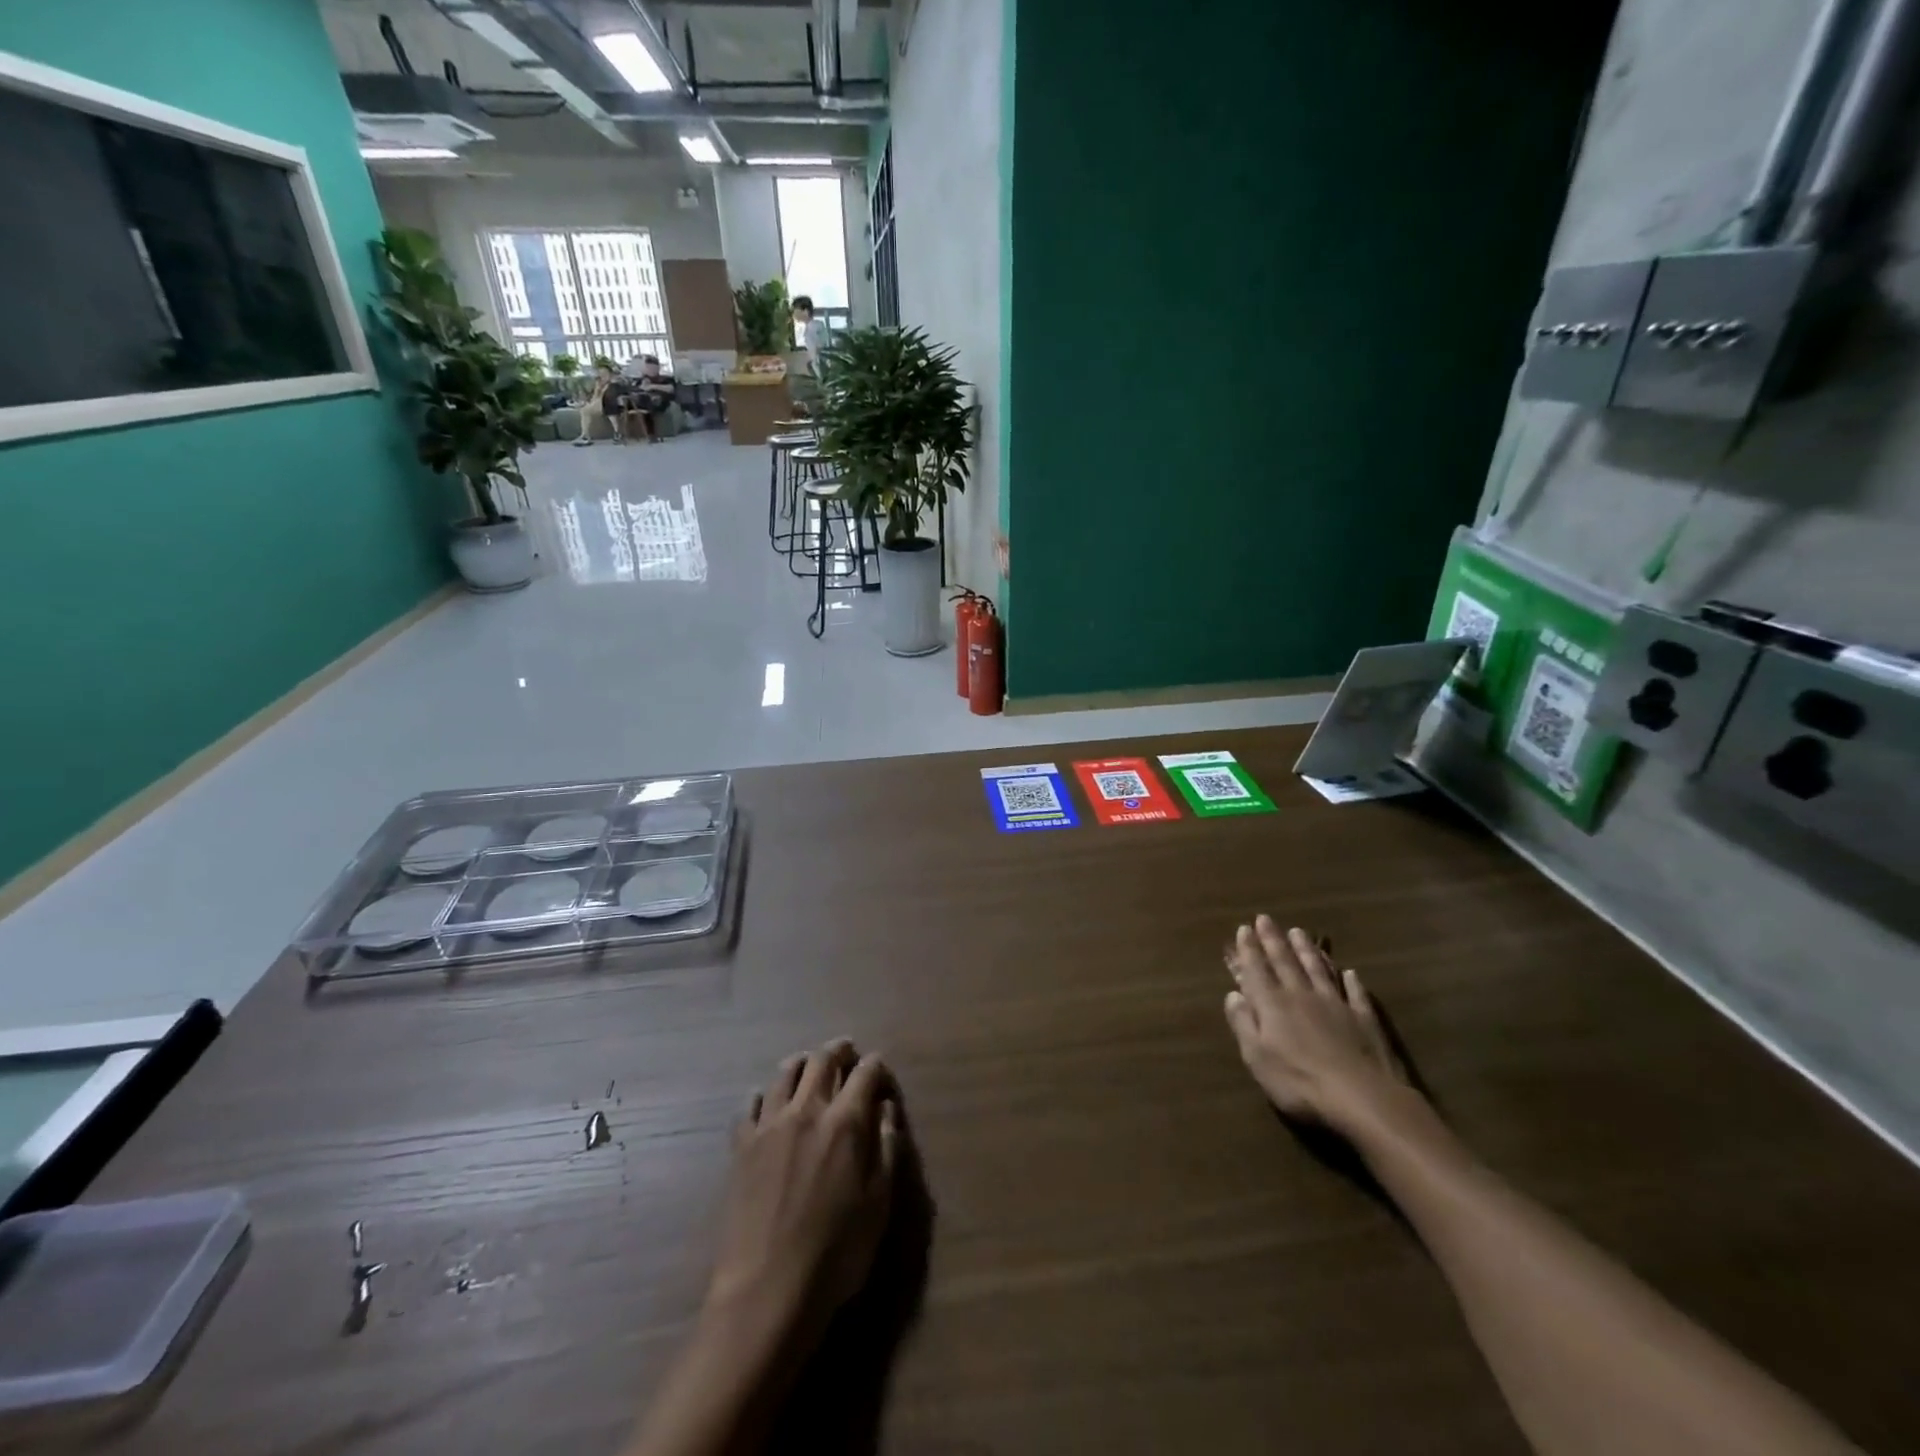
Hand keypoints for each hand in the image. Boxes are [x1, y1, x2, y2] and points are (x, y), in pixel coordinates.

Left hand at [709, 1040, 900, 1337]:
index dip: (875, 1065)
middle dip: (837, 1050)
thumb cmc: (835, 1254)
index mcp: (845, 1123)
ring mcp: (769, 1126)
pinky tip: (764, 1101)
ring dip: (801, 1063)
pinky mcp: (741, 1147)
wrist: (766, 1291)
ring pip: (784, 1074)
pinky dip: (761, 1095)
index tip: (879, 1065)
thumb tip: (886, 1108)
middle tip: (845, 1050)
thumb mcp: (878, 1205)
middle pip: (821, 1061)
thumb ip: (886, 1149)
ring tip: (807, 1064)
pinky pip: (749, 1105)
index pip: (864, 1074)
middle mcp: (807, 1111)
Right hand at [1223, 916, 1409, 1136]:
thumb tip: (1233, 994)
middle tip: (1266, 918)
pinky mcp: (1364, 1020)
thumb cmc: (1300, 1083)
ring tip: (1299, 932)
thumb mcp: (1257, 1058)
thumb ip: (1244, 1024)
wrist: (1364, 1100)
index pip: (1256, 970)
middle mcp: (1302, 996)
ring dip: (1307, 950)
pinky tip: (1349, 972)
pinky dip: (1350, 981)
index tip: (1244, 928)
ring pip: (1318, 970)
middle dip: (1273, 940)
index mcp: (1273, 1005)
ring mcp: (1336, 1005)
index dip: (1248, 949)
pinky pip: (1355, 993)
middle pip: (1285, 962)